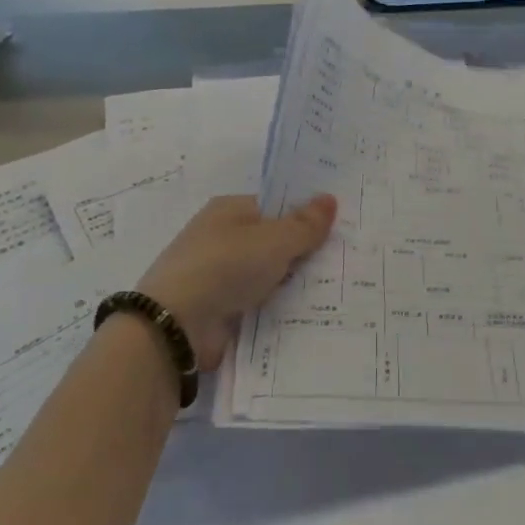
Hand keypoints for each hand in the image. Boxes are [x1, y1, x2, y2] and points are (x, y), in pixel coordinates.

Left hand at [136, 195, 336, 369]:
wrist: (176, 326)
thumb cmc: (226, 267)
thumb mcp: (275, 240)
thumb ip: (305, 224)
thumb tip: (329, 199)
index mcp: (229, 210)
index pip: (276, 206)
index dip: (306, 216)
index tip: (339, 229)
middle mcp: (221, 238)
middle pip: (273, 241)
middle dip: (304, 252)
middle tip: (347, 259)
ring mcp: (218, 276)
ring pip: (268, 274)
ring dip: (293, 283)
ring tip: (338, 289)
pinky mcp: (219, 309)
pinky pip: (259, 302)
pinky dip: (278, 307)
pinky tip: (309, 312)